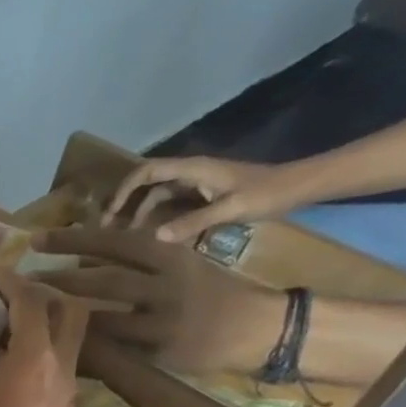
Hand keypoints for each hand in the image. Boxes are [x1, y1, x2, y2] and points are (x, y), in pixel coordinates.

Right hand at [0, 262, 87, 406]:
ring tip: (8, 330)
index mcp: (34, 356)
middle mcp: (62, 367)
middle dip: (45, 293)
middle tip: (12, 294)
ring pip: (71, 340)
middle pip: (71, 311)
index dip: (9, 278)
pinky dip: (43, 353)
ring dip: (46, 324)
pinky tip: (13, 370)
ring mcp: (69, 392)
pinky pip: (62, 368)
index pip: (30, 300)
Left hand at [33, 227, 285, 375]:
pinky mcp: (162, 352)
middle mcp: (166, 284)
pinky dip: (86, 348)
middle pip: (105, 278)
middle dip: (60, 277)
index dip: (73, 240)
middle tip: (23, 277)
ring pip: (105, 317)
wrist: (257, 328)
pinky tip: (57, 346)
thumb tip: (83, 256)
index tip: (36, 239)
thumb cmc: (210, 293)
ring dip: (67, 315)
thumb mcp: (179, 265)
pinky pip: (116, 351)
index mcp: (170, 255)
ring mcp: (164, 320)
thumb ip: (140, 260)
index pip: (115, 242)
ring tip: (34, 311)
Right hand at [105, 156, 318, 243]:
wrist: (298, 187)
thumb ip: (193, 222)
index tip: (110, 212)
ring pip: (156, 194)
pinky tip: (151, 232)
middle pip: (146, 181)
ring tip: (124, 234)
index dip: (124, 190)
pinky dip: (155, 215)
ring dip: (138, 210)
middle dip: (124, 201)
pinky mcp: (203, 195)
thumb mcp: (231, 209)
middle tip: (107, 225)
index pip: (148, 172)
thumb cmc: (267, 193)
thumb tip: (155, 237)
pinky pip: (170, 203)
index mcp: (193, 169)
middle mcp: (190, 172)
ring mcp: (196, 183)